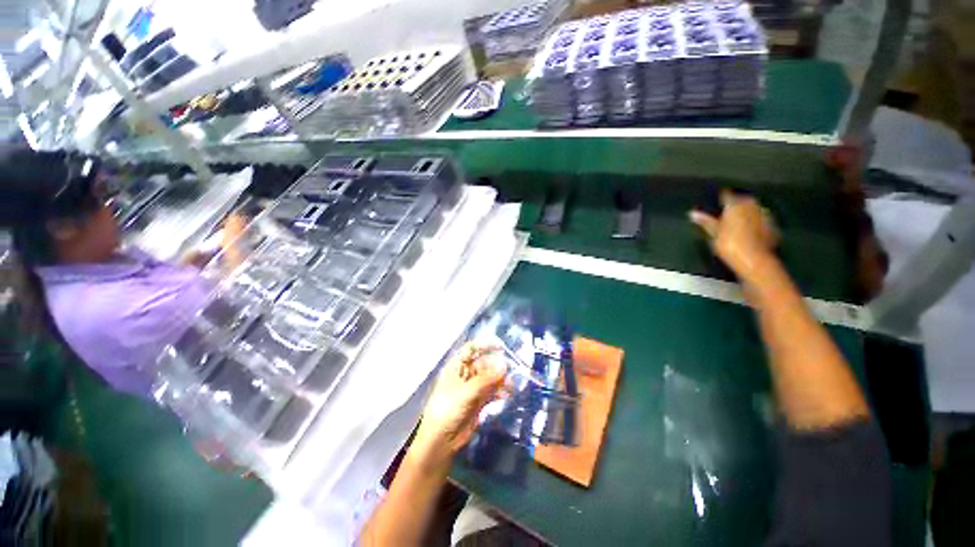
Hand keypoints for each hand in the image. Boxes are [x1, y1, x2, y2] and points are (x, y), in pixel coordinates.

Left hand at [413, 343, 506, 462]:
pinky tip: (507, 394)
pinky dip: (500, 391)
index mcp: (456, 367)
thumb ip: (487, 379)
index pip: (471, 349)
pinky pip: (492, 391)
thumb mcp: (466, 392)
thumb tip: (505, 365)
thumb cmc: (448, 410)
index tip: (501, 347)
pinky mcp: (478, 401)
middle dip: (496, 365)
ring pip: (490, 378)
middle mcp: (465, 374)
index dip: (485, 345)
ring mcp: (472, 388)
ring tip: (510, 385)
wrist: (441, 441)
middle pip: (484, 363)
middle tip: (510, 370)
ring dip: (500, 379)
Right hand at [690, 190, 778, 279]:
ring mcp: (765, 215)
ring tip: (736, 221)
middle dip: (735, 203)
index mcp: (736, 204)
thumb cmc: (730, 244)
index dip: (721, 197)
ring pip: (753, 209)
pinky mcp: (773, 227)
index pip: (727, 195)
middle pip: (743, 200)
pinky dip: (754, 223)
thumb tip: (692, 213)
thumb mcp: (713, 233)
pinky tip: (748, 231)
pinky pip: (761, 220)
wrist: (754, 261)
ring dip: (746, 213)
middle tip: (725, 210)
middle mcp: (752, 205)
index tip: (715, 199)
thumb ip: (705, 222)